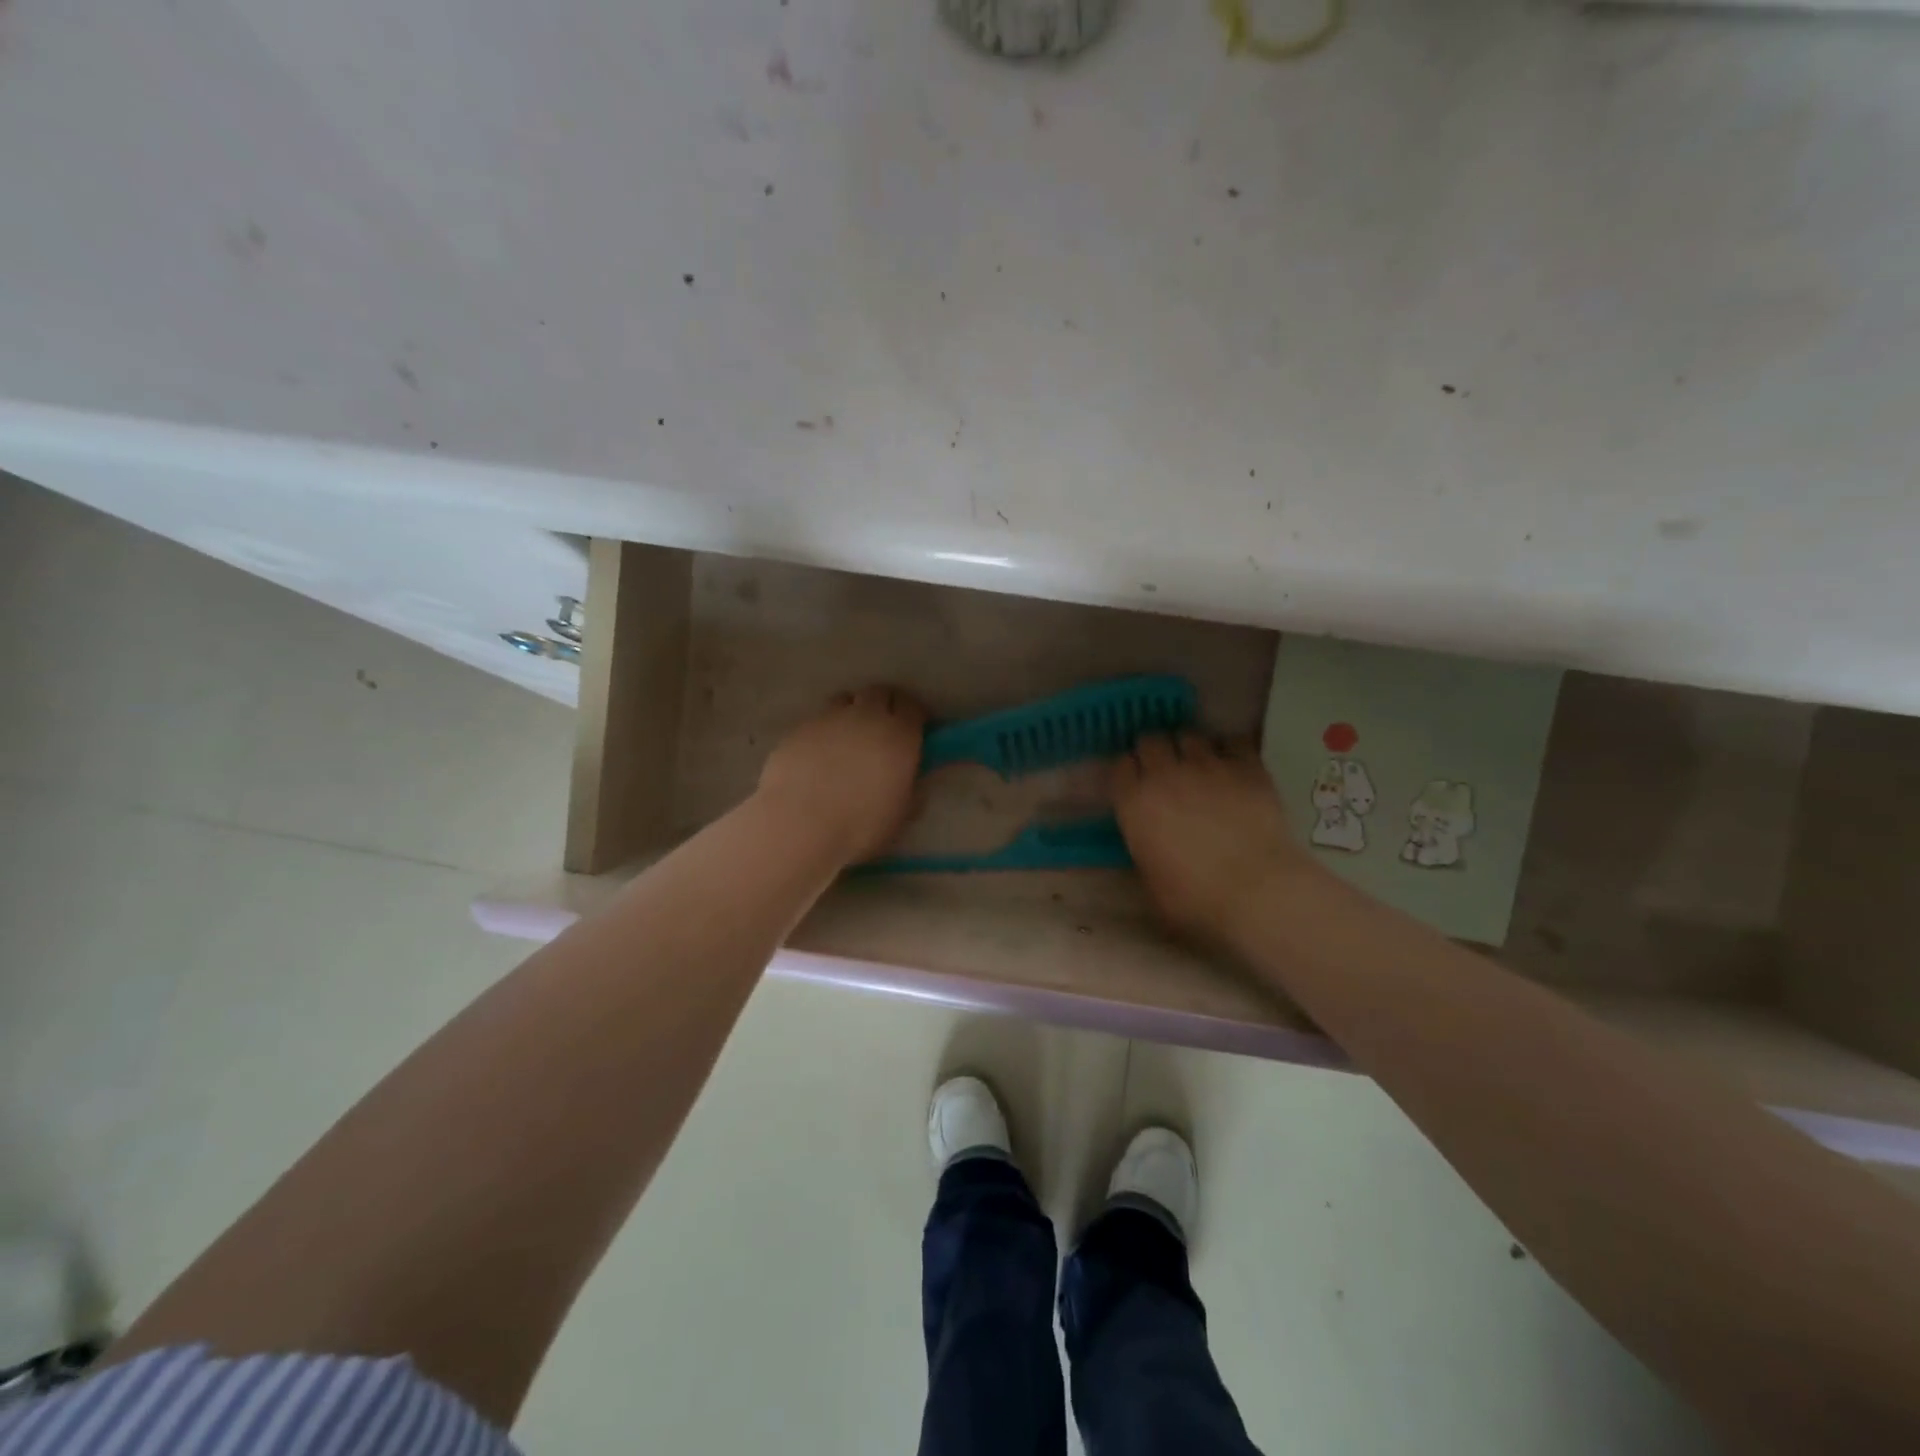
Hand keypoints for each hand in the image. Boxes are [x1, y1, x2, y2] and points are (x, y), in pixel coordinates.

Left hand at [756, 686, 927, 863]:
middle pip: (878, 693)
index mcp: (899, 735)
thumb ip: (910, 787)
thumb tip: (910, 777)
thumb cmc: (860, 825)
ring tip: (847, 738)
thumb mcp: (901, 813)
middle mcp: (865, 716)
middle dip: (883, 705)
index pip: (912, 706)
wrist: (800, 826)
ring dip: (851, 712)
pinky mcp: (798, 729)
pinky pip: (817, 720)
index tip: (913, 730)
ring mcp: (828, 719)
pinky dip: (823, 731)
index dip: (913, 716)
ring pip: (845, 700)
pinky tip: (817, 756)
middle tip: (881, 729)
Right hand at [1111, 732, 1313, 943]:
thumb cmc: (1196, 898)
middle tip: (1163, 770)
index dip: (1127, 772)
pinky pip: (1232, 741)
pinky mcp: (1246, 767)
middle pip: (1150, 741)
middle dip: (1154, 752)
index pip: (1119, 766)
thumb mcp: (1151, 881)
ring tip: (1197, 764)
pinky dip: (1228, 749)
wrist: (1258, 890)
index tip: (1133, 784)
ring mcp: (1208, 766)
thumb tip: (1147, 839)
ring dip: (1188, 748)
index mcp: (1135, 803)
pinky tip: (1232, 763)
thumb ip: (1143, 848)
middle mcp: (1166, 775)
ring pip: (1189, 736)